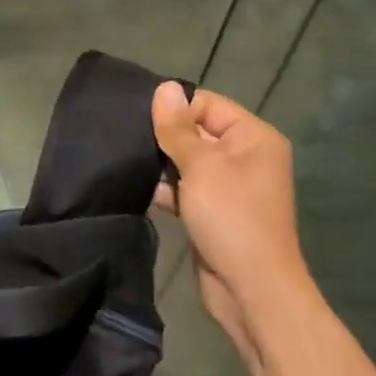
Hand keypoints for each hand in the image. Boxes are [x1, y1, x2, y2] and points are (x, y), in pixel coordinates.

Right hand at [152, 82, 309, 364]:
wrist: (251, 289)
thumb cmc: (231, 218)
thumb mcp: (201, 166)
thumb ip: (177, 128)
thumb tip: (164, 87)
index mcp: (253, 138)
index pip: (207, 105)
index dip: (173, 109)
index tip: (135, 116)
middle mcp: (244, 157)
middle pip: (195, 132)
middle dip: (162, 137)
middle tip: (123, 138)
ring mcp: (228, 187)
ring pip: (186, 163)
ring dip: (160, 165)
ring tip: (124, 162)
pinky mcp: (212, 212)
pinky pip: (185, 189)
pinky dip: (165, 189)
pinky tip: (136, 187)